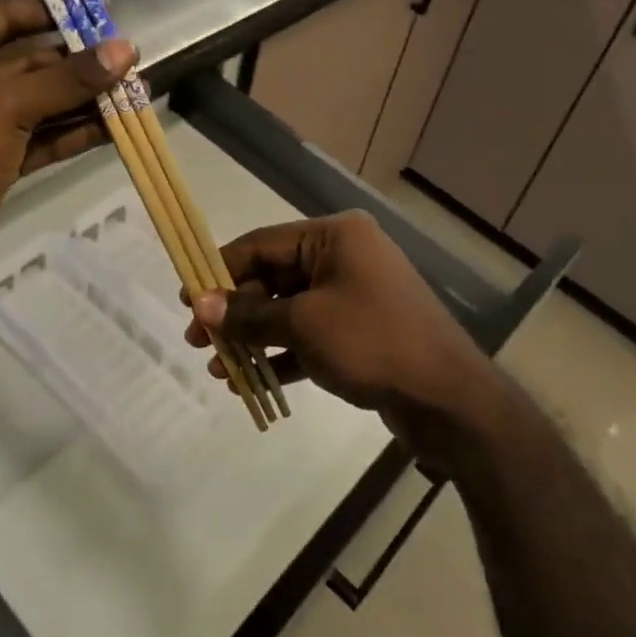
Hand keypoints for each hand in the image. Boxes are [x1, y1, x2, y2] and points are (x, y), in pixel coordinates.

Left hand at [0, 0, 133, 300]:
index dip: (55, 13)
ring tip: (138, 92)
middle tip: (131, 60)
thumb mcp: (4, 107)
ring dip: (85, 100)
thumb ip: (67, 79)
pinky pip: (39, 136)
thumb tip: (126, 50)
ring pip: (39, 102)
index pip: (3, 16)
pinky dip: (74, 131)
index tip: (104, 13)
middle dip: (79, 64)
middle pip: (27, 61)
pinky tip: (117, 126)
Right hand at [186, 210, 498, 448]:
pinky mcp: (360, 331)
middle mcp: (344, 256)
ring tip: (218, 368)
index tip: (187, 298)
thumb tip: (201, 306)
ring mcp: (354, 294)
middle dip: (235, 312)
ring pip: (289, 309)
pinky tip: (250, 381)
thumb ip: (249, 315)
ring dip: (254, 337)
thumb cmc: (373, 342)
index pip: (263, 244)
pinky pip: (309, 334)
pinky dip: (281, 353)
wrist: (449, 399)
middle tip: (197, 342)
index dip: (221, 270)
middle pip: (274, 277)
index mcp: (334, 237)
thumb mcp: (304, 325)